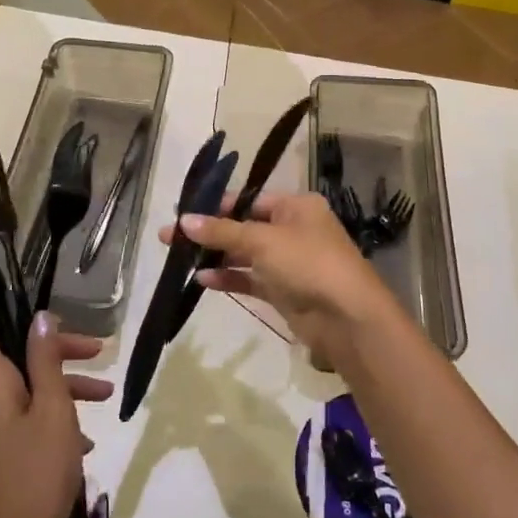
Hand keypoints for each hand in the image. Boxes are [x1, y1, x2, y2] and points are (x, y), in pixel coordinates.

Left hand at [0, 316, 111, 517]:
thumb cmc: (38, 472)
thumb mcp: (53, 409)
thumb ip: (46, 361)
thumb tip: (40, 317)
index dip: (13, 319)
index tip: (52, 318)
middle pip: (18, 359)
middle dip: (58, 352)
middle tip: (98, 351)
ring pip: (31, 391)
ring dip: (66, 386)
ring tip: (106, 395)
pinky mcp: (9, 455)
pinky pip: (34, 421)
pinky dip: (60, 419)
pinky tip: (88, 441)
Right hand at [162, 190, 399, 362]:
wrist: (347, 317)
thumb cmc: (307, 263)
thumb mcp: (262, 240)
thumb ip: (222, 231)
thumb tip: (183, 221)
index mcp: (296, 206)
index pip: (248, 199)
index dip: (215, 206)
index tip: (182, 212)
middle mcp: (293, 230)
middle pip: (243, 227)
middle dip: (209, 233)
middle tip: (170, 238)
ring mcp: (288, 262)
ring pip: (244, 254)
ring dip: (215, 256)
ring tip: (178, 259)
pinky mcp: (283, 291)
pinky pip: (249, 279)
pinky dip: (227, 278)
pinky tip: (201, 279)